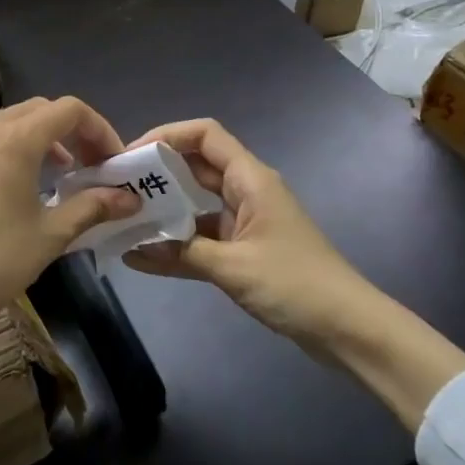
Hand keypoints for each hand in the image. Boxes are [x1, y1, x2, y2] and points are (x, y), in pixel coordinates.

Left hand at [0, 97, 138, 325]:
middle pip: (40, 110)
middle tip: (91, 165)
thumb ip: (93, 207)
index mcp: (14, 140)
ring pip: (12, 122)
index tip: (112, 162)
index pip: (68, 110)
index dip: (99, 129)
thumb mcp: (51, 234)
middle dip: (72, 131)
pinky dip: (16, 148)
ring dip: (44, 138)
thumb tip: (131, 199)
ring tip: (62, 174)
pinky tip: (25, 185)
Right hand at [121, 118, 391, 358]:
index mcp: (250, 180)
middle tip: (116, 186)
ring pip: (195, 202)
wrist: (348, 329)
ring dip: (163, 208)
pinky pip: (202, 236)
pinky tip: (143, 255)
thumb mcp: (233, 267)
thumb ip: (182, 253)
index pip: (204, 135)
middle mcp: (246, 192)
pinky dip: (177, 242)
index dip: (166, 135)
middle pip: (195, 165)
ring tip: (122, 217)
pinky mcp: (244, 249)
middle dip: (156, 172)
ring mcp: (245, 221)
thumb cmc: (295, 285)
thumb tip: (133, 247)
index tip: (130, 156)